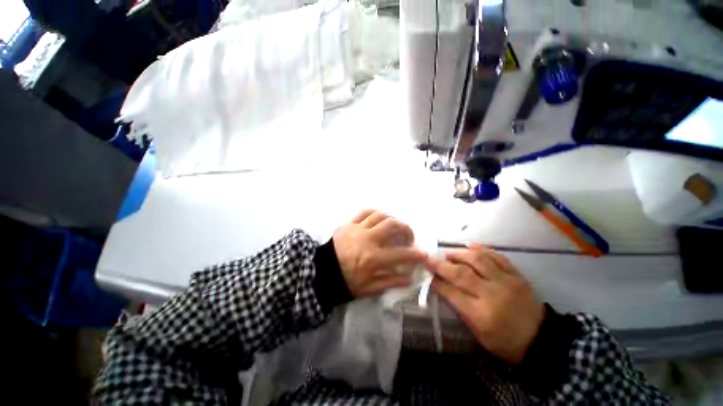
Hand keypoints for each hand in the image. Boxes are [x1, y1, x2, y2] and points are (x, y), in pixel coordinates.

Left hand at [333, 210, 427, 297]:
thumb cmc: (345, 282)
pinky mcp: (348, 223)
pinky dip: (375, 213)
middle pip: (393, 225)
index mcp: (372, 258)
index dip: (416, 254)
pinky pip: (364, 212)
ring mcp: (357, 228)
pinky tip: (379, 218)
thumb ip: (390, 282)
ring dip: (392, 219)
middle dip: (406, 229)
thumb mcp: (368, 289)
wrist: (320, 272)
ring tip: (394, 227)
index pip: (401, 254)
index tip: (423, 254)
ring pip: (380, 215)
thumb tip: (409, 277)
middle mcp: (367, 239)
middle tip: (409, 237)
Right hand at [427, 245, 544, 364]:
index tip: (426, 272)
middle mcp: (492, 294)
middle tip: (431, 259)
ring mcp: (506, 282)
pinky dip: (482, 249)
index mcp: (481, 314)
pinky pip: (497, 256)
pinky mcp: (517, 275)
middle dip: (442, 264)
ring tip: (449, 254)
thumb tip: (442, 286)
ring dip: (459, 254)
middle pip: (461, 273)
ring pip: (478, 259)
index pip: (451, 292)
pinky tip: (471, 246)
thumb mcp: (478, 332)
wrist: (541, 340)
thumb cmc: (504, 341)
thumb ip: (459, 307)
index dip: (436, 281)